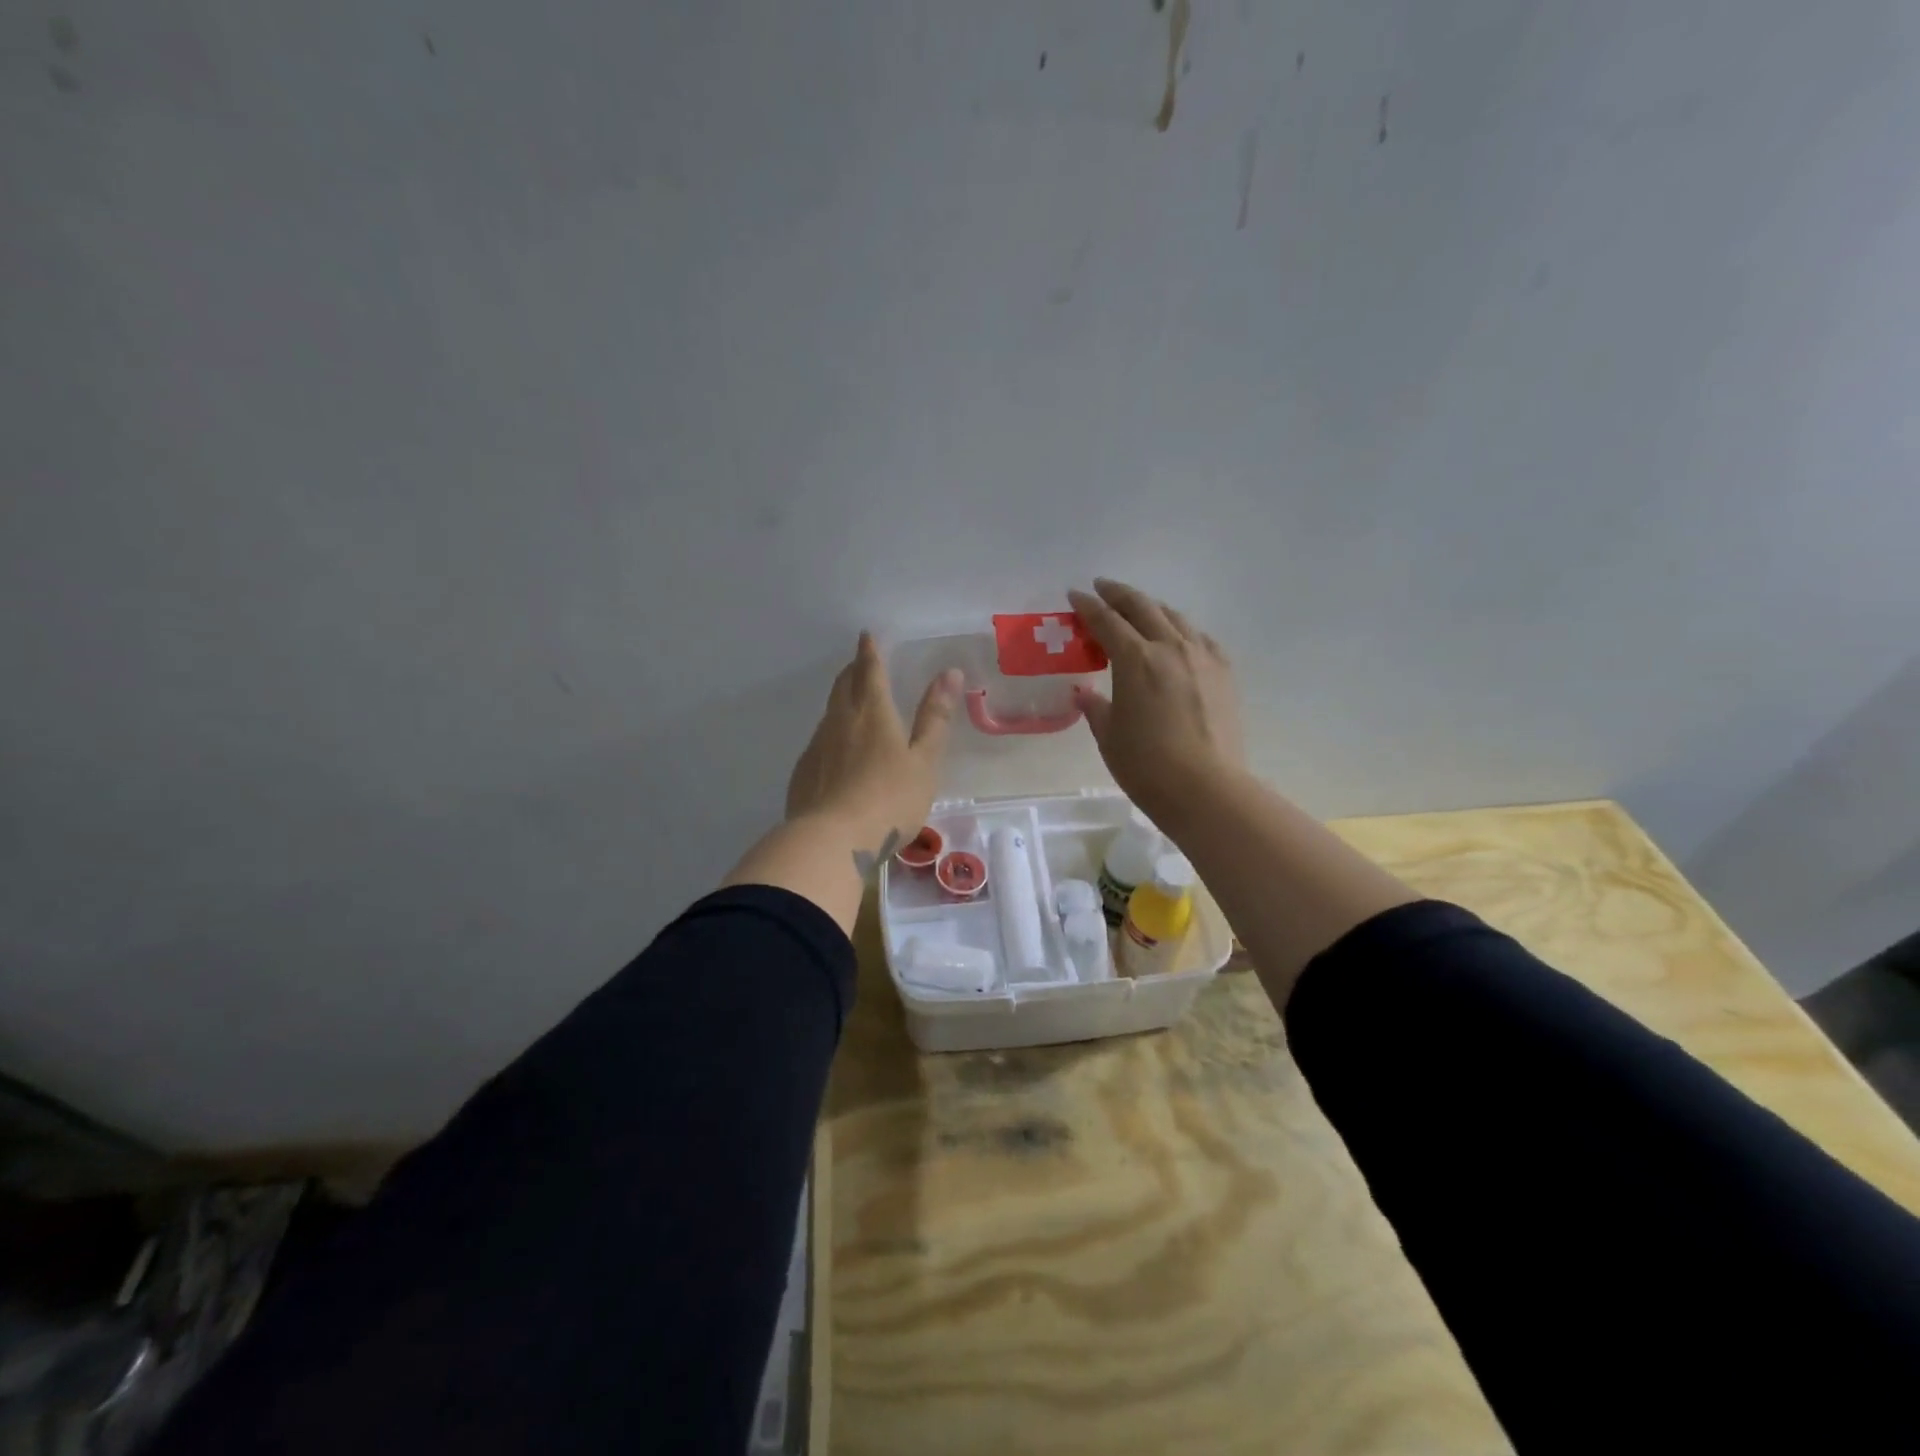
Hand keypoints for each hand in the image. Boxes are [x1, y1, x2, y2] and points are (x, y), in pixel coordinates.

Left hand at [785, 633, 961, 861]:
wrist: (832, 842)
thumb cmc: (889, 800)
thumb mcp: (923, 761)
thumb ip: (935, 718)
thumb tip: (949, 673)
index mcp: (872, 713)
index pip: (870, 671)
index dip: (870, 651)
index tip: (866, 635)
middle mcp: (840, 722)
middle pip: (843, 686)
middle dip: (853, 670)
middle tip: (860, 663)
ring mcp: (817, 747)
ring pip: (829, 713)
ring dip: (841, 701)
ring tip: (852, 704)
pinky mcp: (803, 772)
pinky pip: (820, 742)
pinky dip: (831, 734)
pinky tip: (837, 753)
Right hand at [1068, 579, 1243, 821]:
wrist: (1206, 787)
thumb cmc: (1146, 765)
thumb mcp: (1109, 736)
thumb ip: (1096, 708)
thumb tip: (1086, 693)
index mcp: (1135, 659)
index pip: (1106, 621)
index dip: (1088, 606)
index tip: (1075, 595)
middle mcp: (1170, 647)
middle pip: (1142, 607)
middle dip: (1119, 594)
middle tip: (1103, 588)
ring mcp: (1202, 657)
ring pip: (1175, 617)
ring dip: (1152, 607)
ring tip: (1139, 609)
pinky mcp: (1224, 672)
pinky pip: (1200, 637)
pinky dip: (1181, 630)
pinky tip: (1178, 638)